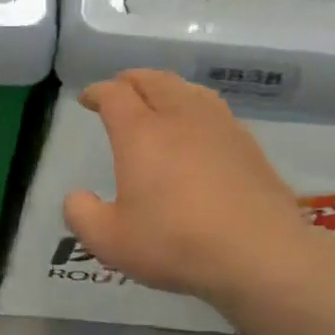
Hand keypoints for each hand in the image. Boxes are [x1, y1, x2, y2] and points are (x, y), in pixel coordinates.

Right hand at [64, 69, 318, 309]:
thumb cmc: (174, 243)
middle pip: (155, 81)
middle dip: (132, 80)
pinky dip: (195, 109)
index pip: (115, 95)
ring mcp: (220, 128)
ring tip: (159, 100)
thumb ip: (82, 215)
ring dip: (167, 88)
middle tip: (120, 89)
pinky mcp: (249, 147)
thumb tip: (77, 197)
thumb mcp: (108, 240)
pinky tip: (197, 131)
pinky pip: (215, 111)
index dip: (97, 92)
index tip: (87, 99)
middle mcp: (180, 118)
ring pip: (189, 90)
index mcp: (141, 133)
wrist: (257, 254)